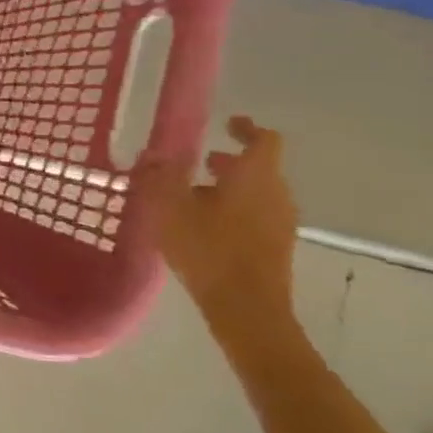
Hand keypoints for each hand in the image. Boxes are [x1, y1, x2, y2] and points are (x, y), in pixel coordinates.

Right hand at [137, 116, 298, 322]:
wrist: (246, 308)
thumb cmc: (208, 248)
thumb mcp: (170, 208)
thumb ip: (159, 177)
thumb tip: (152, 154)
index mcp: (255, 176)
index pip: (264, 139)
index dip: (246, 128)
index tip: (228, 123)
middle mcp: (276, 194)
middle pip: (259, 167)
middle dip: (230, 161)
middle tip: (200, 161)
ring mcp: (280, 223)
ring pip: (257, 193)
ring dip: (230, 188)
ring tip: (193, 196)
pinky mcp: (276, 248)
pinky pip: (256, 216)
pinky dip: (233, 211)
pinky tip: (203, 227)